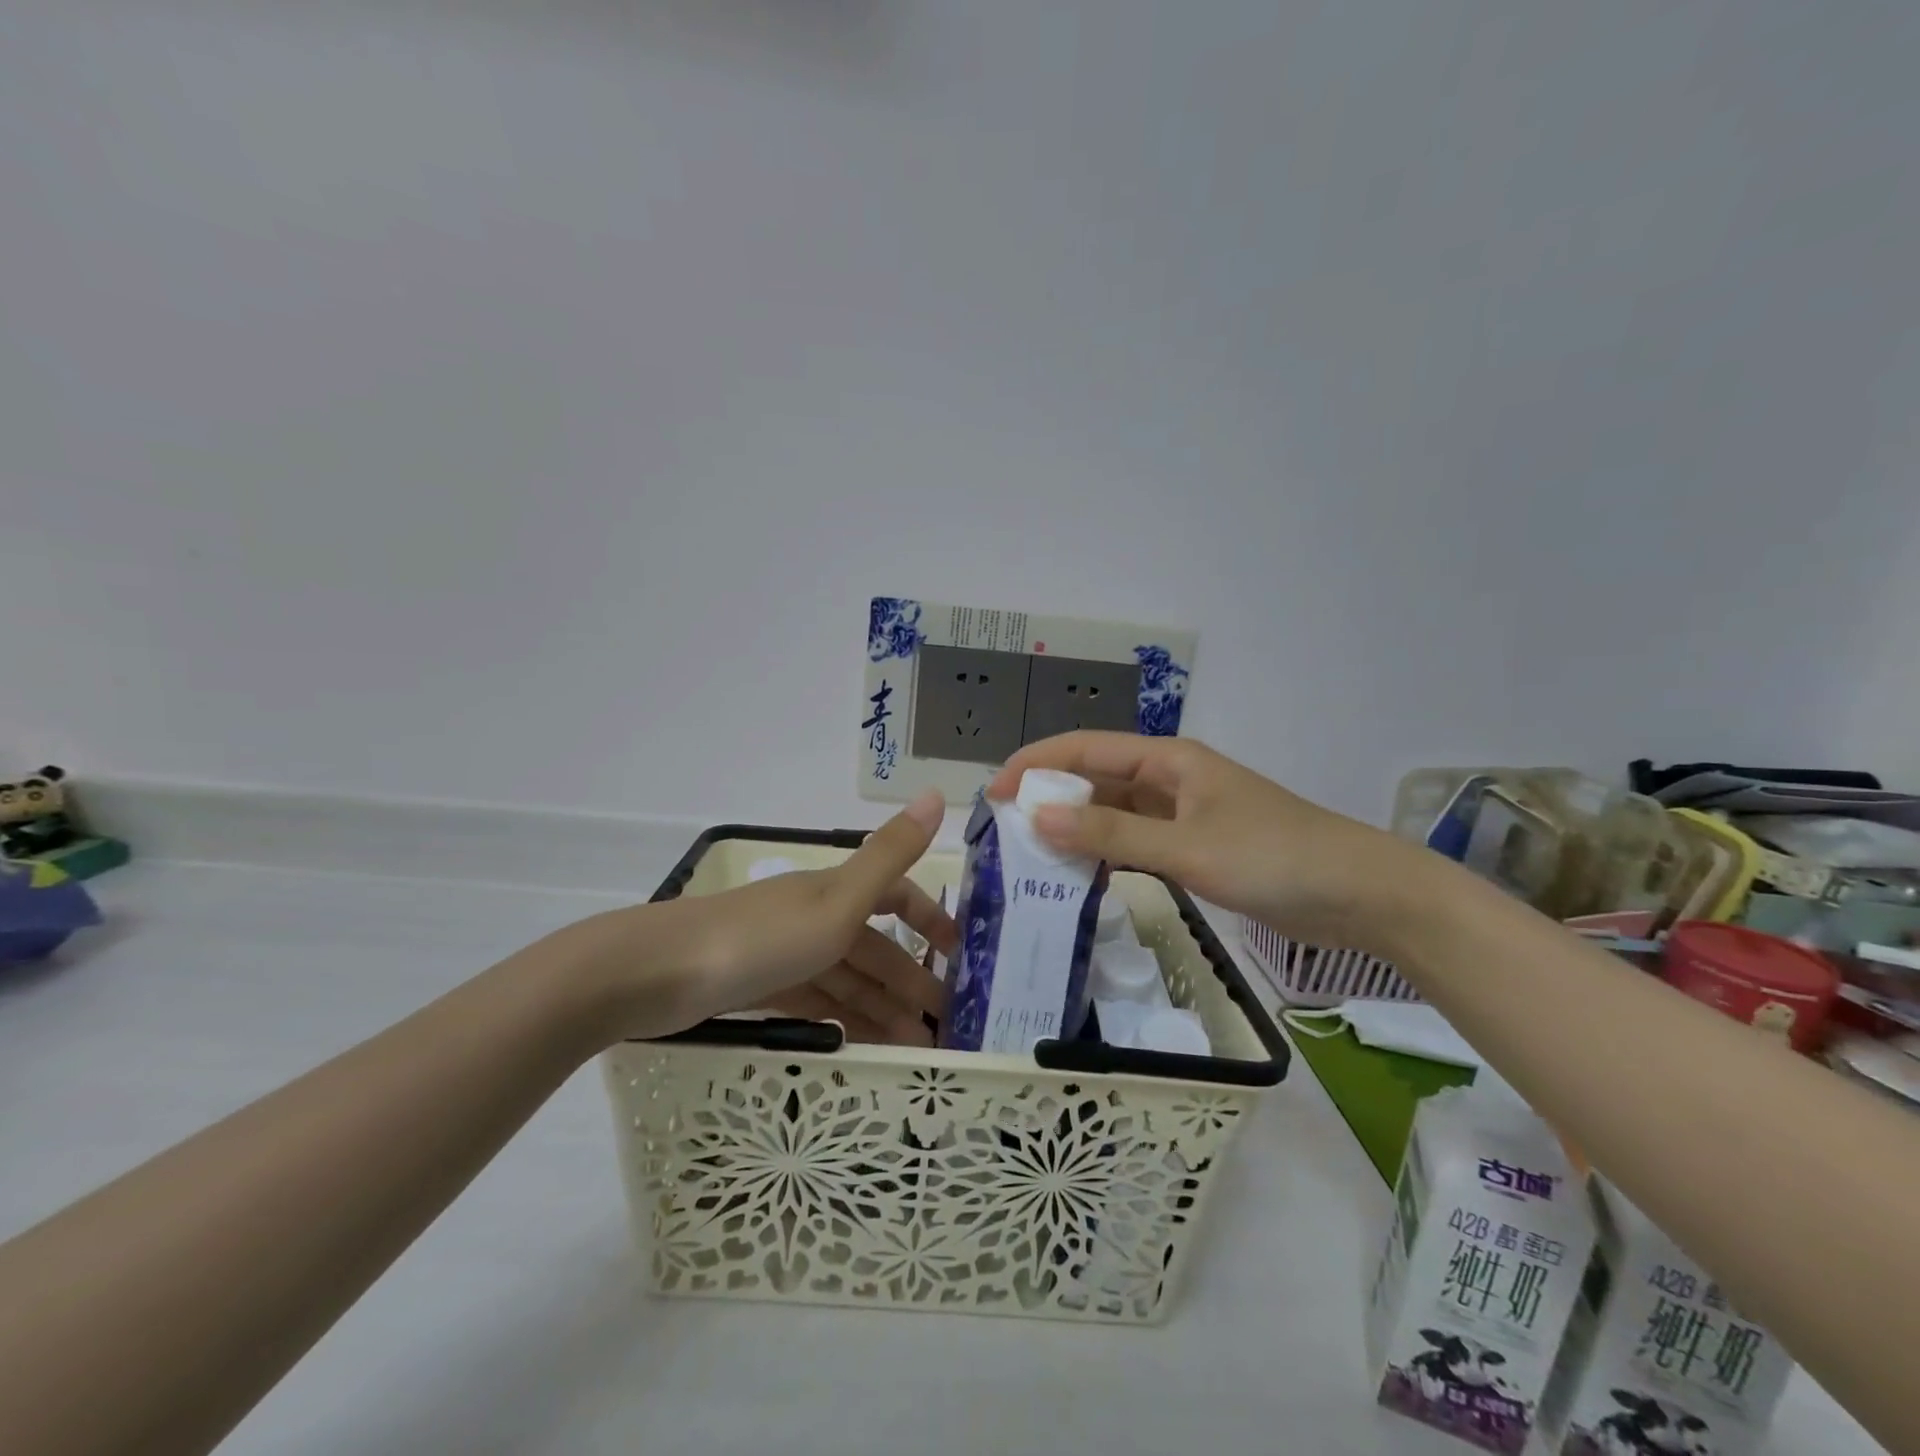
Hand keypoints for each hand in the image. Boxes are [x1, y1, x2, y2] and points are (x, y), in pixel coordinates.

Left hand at [563, 791, 957, 1043]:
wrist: (658, 974)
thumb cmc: (761, 938)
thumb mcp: (837, 900)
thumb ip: (890, 853)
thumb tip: (936, 792)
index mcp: (835, 892)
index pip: (895, 896)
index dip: (929, 917)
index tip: (959, 953)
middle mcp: (813, 916)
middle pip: (874, 946)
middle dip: (910, 979)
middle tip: (945, 1025)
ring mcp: (785, 953)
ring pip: (847, 979)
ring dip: (882, 1007)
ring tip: (914, 1047)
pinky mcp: (759, 987)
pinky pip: (815, 1002)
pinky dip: (842, 1019)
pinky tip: (860, 1044)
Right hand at [987, 733, 1429, 955]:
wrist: (1361, 895)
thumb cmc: (1274, 858)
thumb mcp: (1186, 847)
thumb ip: (1111, 835)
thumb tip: (1037, 816)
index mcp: (1168, 760)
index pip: (1085, 749)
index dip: (1035, 765)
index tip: (992, 793)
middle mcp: (1170, 779)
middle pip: (1095, 779)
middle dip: (1049, 798)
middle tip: (1004, 831)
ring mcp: (1183, 814)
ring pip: (1113, 813)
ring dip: (1075, 828)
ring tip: (1029, 854)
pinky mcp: (1195, 847)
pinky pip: (1135, 842)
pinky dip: (1104, 853)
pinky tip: (1079, 873)